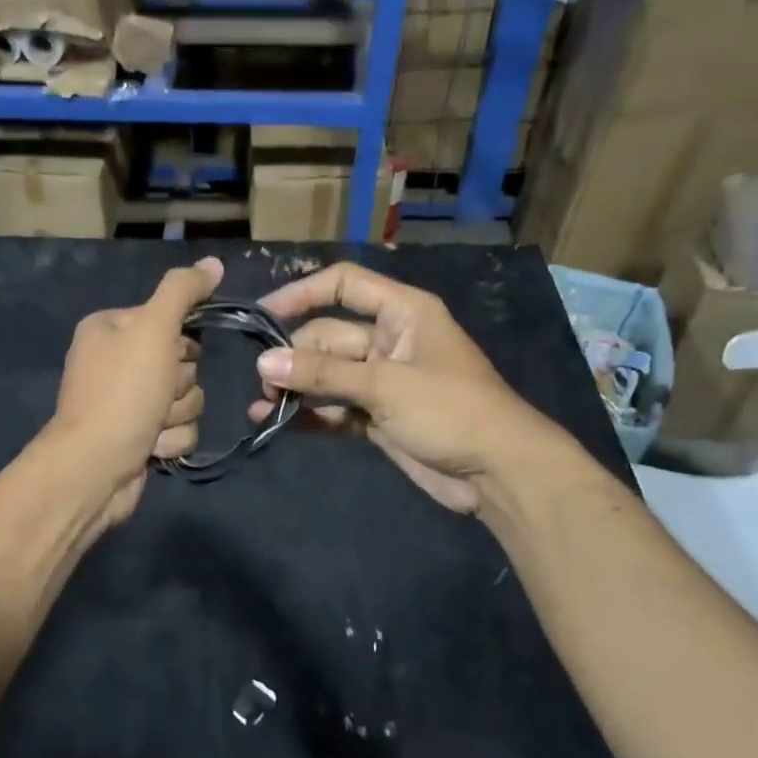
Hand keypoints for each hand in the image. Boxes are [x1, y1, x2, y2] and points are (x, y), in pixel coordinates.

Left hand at [47, 256, 221, 526]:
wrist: (95, 469)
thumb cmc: (122, 393)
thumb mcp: (153, 330)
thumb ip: (183, 292)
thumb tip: (214, 262)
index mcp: (111, 328)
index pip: (169, 320)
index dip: (180, 342)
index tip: (174, 355)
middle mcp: (117, 362)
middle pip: (183, 363)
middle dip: (179, 385)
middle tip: (158, 395)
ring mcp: (128, 403)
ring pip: (187, 399)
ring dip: (177, 415)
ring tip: (152, 426)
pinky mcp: (140, 438)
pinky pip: (179, 430)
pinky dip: (171, 440)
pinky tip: (151, 448)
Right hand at [247, 262, 574, 515]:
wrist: (496, 472)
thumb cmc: (450, 411)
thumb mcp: (385, 385)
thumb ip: (323, 373)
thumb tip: (263, 361)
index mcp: (402, 313)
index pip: (345, 285)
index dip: (302, 294)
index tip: (262, 315)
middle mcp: (389, 340)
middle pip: (329, 336)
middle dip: (295, 357)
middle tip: (264, 384)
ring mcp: (382, 381)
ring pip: (328, 375)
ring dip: (296, 388)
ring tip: (261, 407)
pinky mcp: (377, 416)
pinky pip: (335, 407)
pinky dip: (310, 414)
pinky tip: (277, 423)